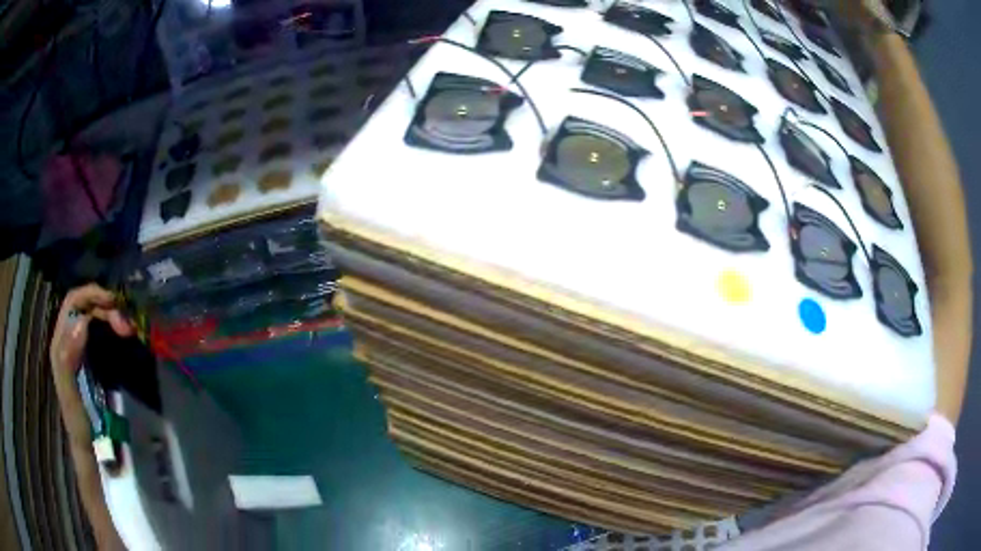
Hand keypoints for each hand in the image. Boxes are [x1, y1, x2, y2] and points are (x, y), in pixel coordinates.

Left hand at [49, 284, 131, 550]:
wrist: (102, 478)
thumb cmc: (86, 443)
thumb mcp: (74, 408)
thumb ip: (68, 368)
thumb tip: (81, 324)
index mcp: (63, 352)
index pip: (73, 306)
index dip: (92, 297)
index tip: (118, 308)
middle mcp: (73, 351)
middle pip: (87, 310)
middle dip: (107, 308)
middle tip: (129, 327)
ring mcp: (88, 363)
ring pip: (99, 324)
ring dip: (115, 320)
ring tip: (132, 334)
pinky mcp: (102, 376)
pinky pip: (108, 344)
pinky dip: (120, 337)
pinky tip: (134, 347)